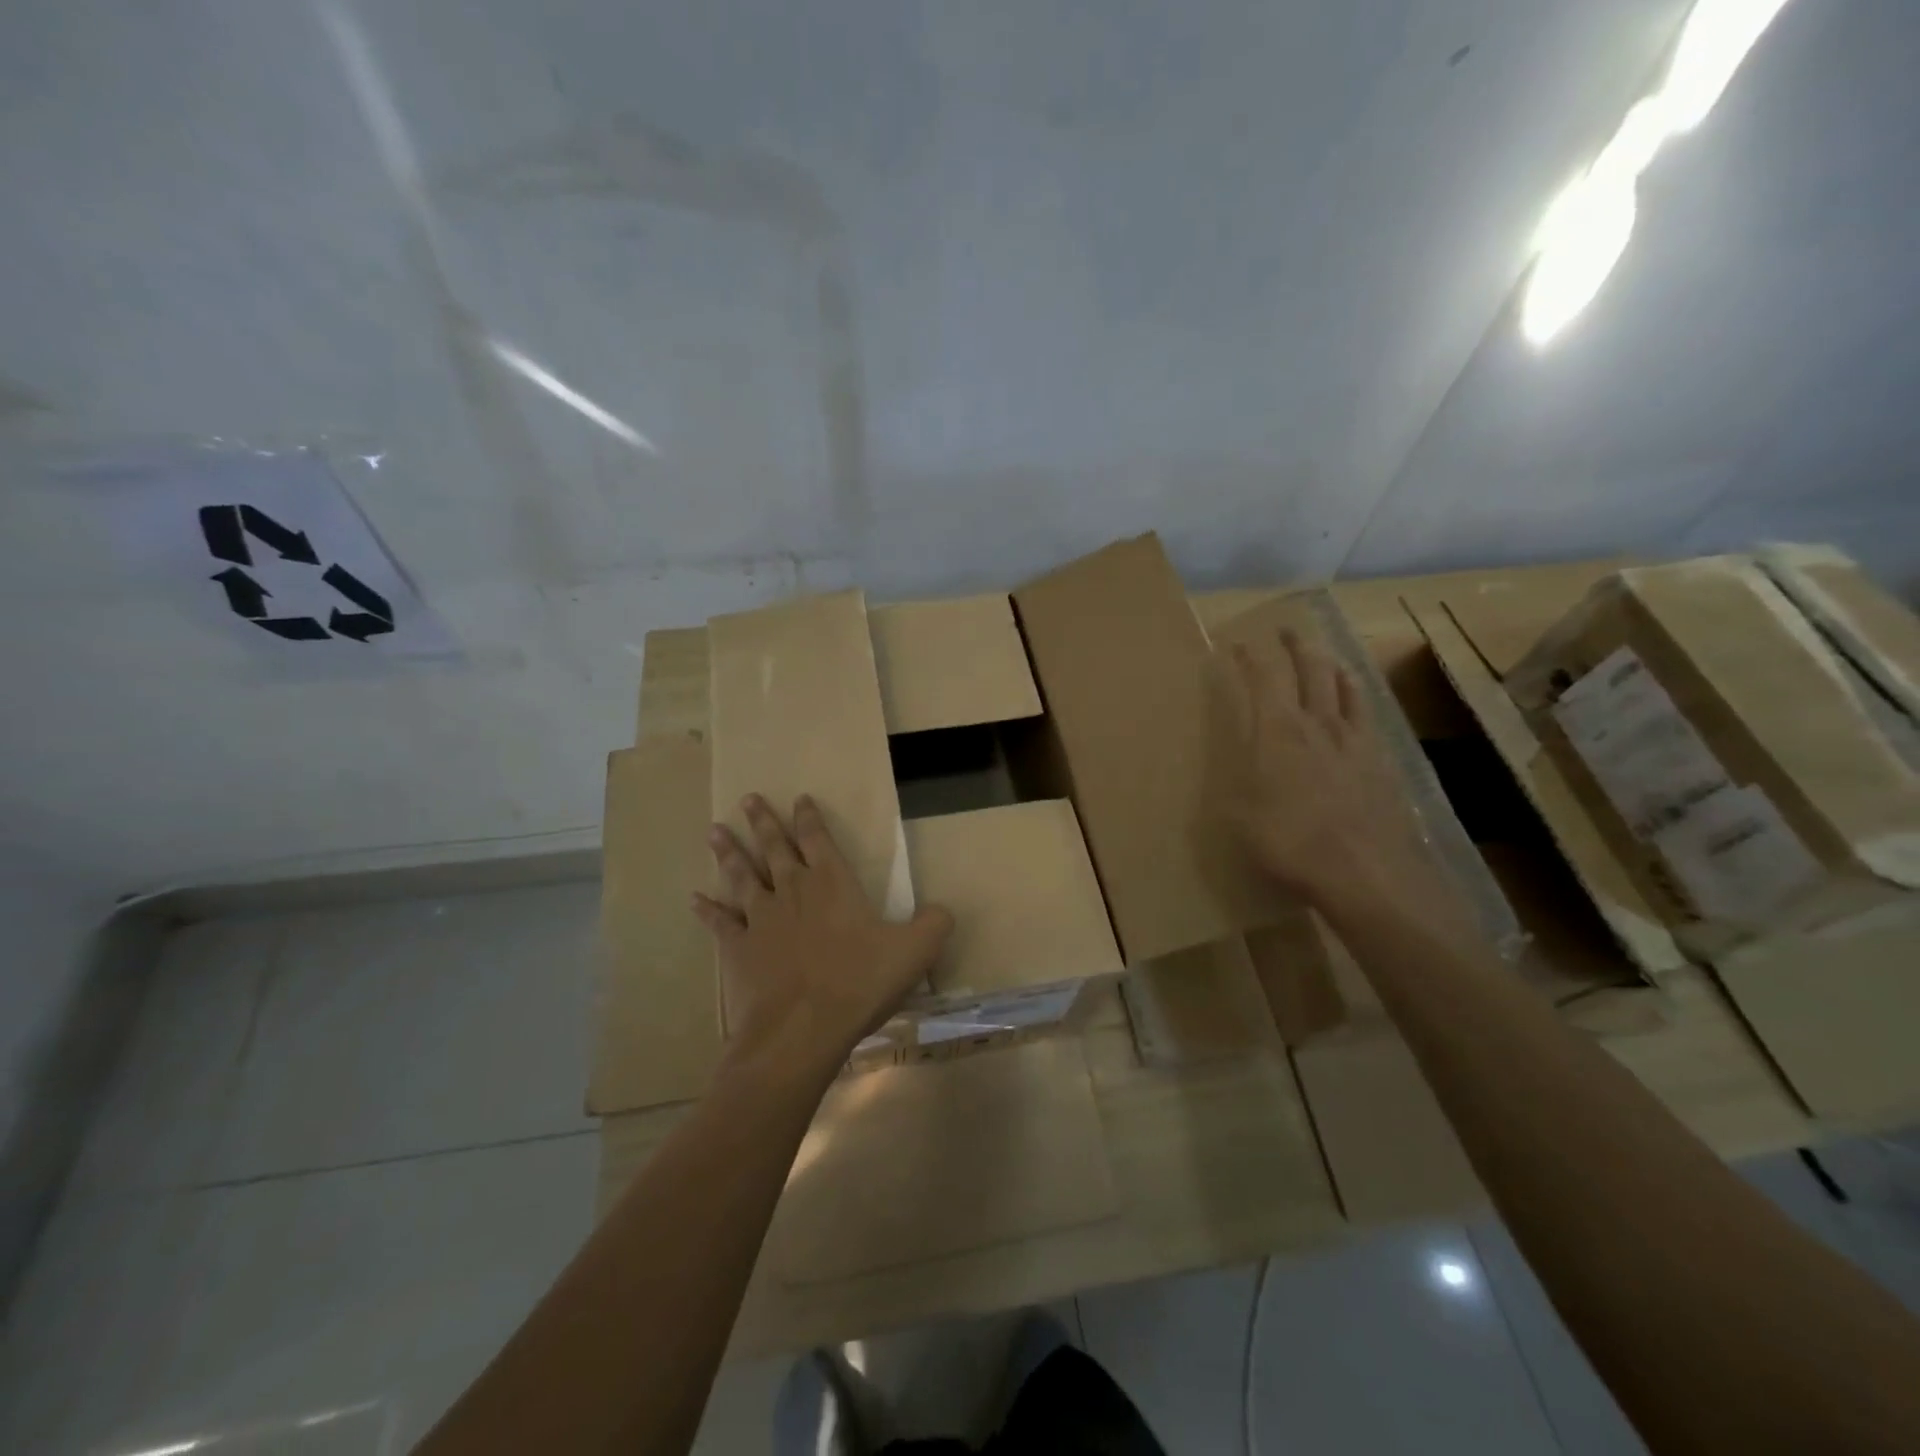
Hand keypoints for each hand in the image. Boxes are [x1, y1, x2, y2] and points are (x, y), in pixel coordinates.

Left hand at [692, 794, 952, 1084]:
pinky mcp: (737, 948)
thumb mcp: (915, 951)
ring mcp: (760, 918)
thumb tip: (944, 911)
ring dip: (728, 852)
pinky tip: (694, 897)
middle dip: (763, 821)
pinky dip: (706, 909)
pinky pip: (718, 922)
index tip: (799, 798)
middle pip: (774, 847)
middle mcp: (792, 890)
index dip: (809, 816)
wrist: (802, 1028)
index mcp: (833, 883)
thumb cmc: (859, 983)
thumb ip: (933, 925)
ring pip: (741, 875)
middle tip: (747, 798)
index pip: (819, 838)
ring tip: (714, 830)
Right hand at [1218, 628, 1450, 917]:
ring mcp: (1356, 740)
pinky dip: (1357, 699)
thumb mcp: (1238, 814)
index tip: (1236, 644)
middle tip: (1284, 632)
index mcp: (1278, 731)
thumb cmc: (1289, 841)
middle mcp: (1318, 723)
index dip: (1249, 657)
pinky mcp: (1382, 761)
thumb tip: (1222, 763)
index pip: (1263, 678)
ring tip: (1324, 659)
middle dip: (1294, 646)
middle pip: (1310, 669)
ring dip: (1330, 666)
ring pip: (1344, 687)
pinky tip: (1356, 708)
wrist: (1365, 871)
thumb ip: (1232, 781)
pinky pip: (1368, 716)